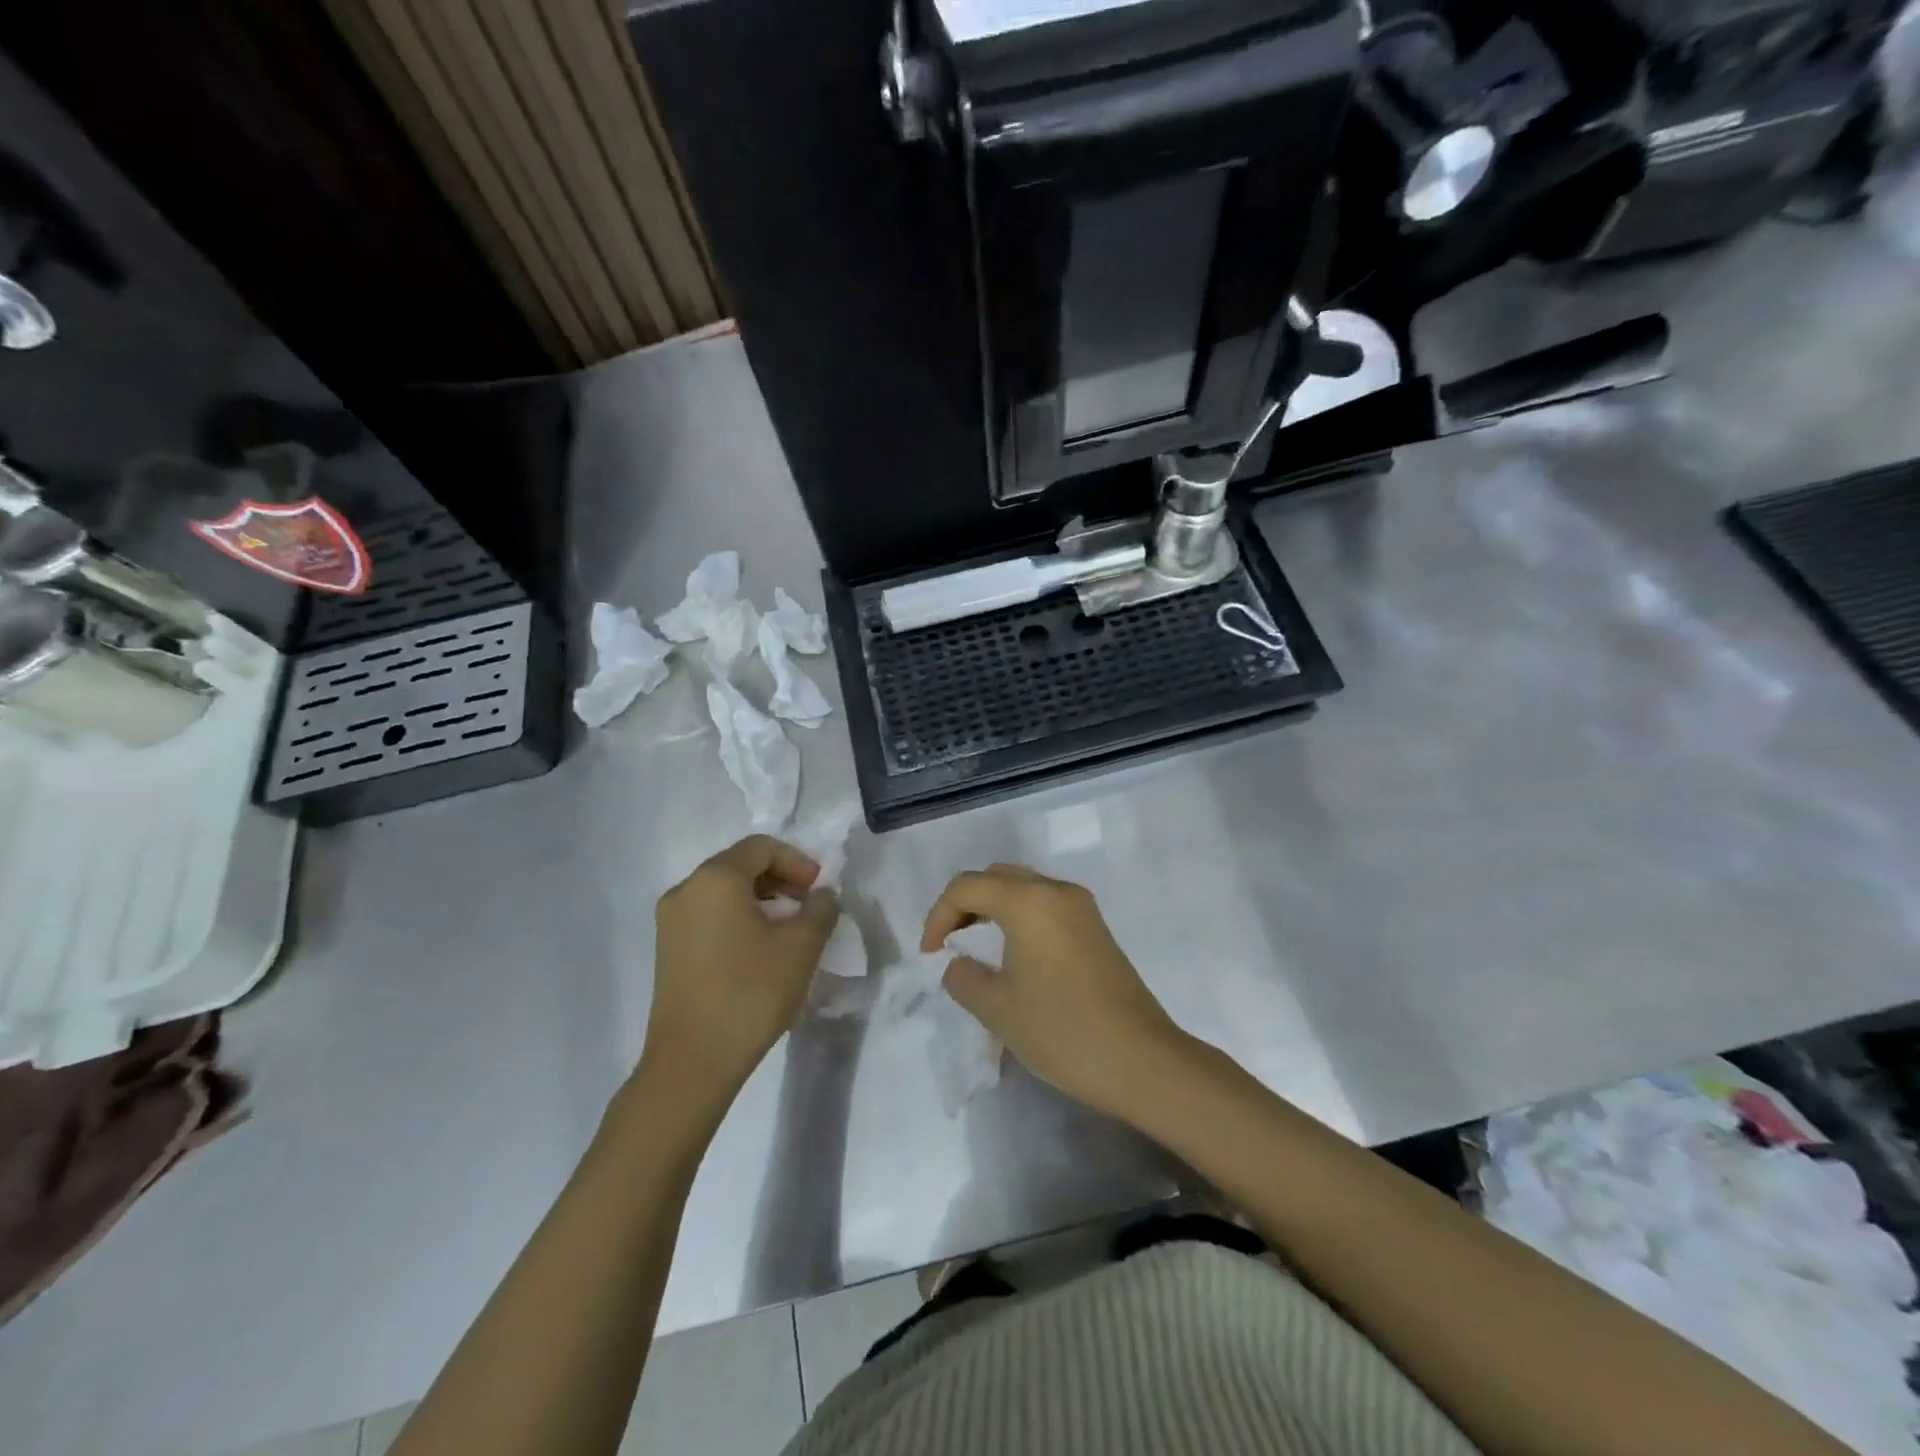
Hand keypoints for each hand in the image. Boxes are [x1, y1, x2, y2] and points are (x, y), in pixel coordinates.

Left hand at [644, 835, 838, 1110]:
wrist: (692, 1062)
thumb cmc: (750, 993)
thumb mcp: (801, 947)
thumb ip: (820, 909)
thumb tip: (821, 896)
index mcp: (715, 879)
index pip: (761, 847)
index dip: (797, 861)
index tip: (820, 889)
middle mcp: (686, 890)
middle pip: (740, 865)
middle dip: (781, 878)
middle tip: (810, 906)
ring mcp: (671, 921)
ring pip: (724, 891)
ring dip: (762, 899)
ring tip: (790, 929)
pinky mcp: (668, 949)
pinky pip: (709, 915)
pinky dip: (739, 917)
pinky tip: (761, 948)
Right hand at [921, 864, 1184, 1116]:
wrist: (1141, 1059)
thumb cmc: (1062, 1030)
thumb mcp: (997, 1009)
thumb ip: (964, 977)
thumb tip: (959, 964)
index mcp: (1028, 900)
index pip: (967, 886)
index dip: (938, 916)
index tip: (930, 956)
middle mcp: (1055, 890)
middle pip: (996, 877)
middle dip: (965, 905)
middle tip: (950, 944)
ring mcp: (1081, 906)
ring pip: (1023, 888)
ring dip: (993, 909)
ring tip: (977, 949)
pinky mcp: (1096, 927)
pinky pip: (1046, 905)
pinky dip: (1020, 917)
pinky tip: (1014, 956)